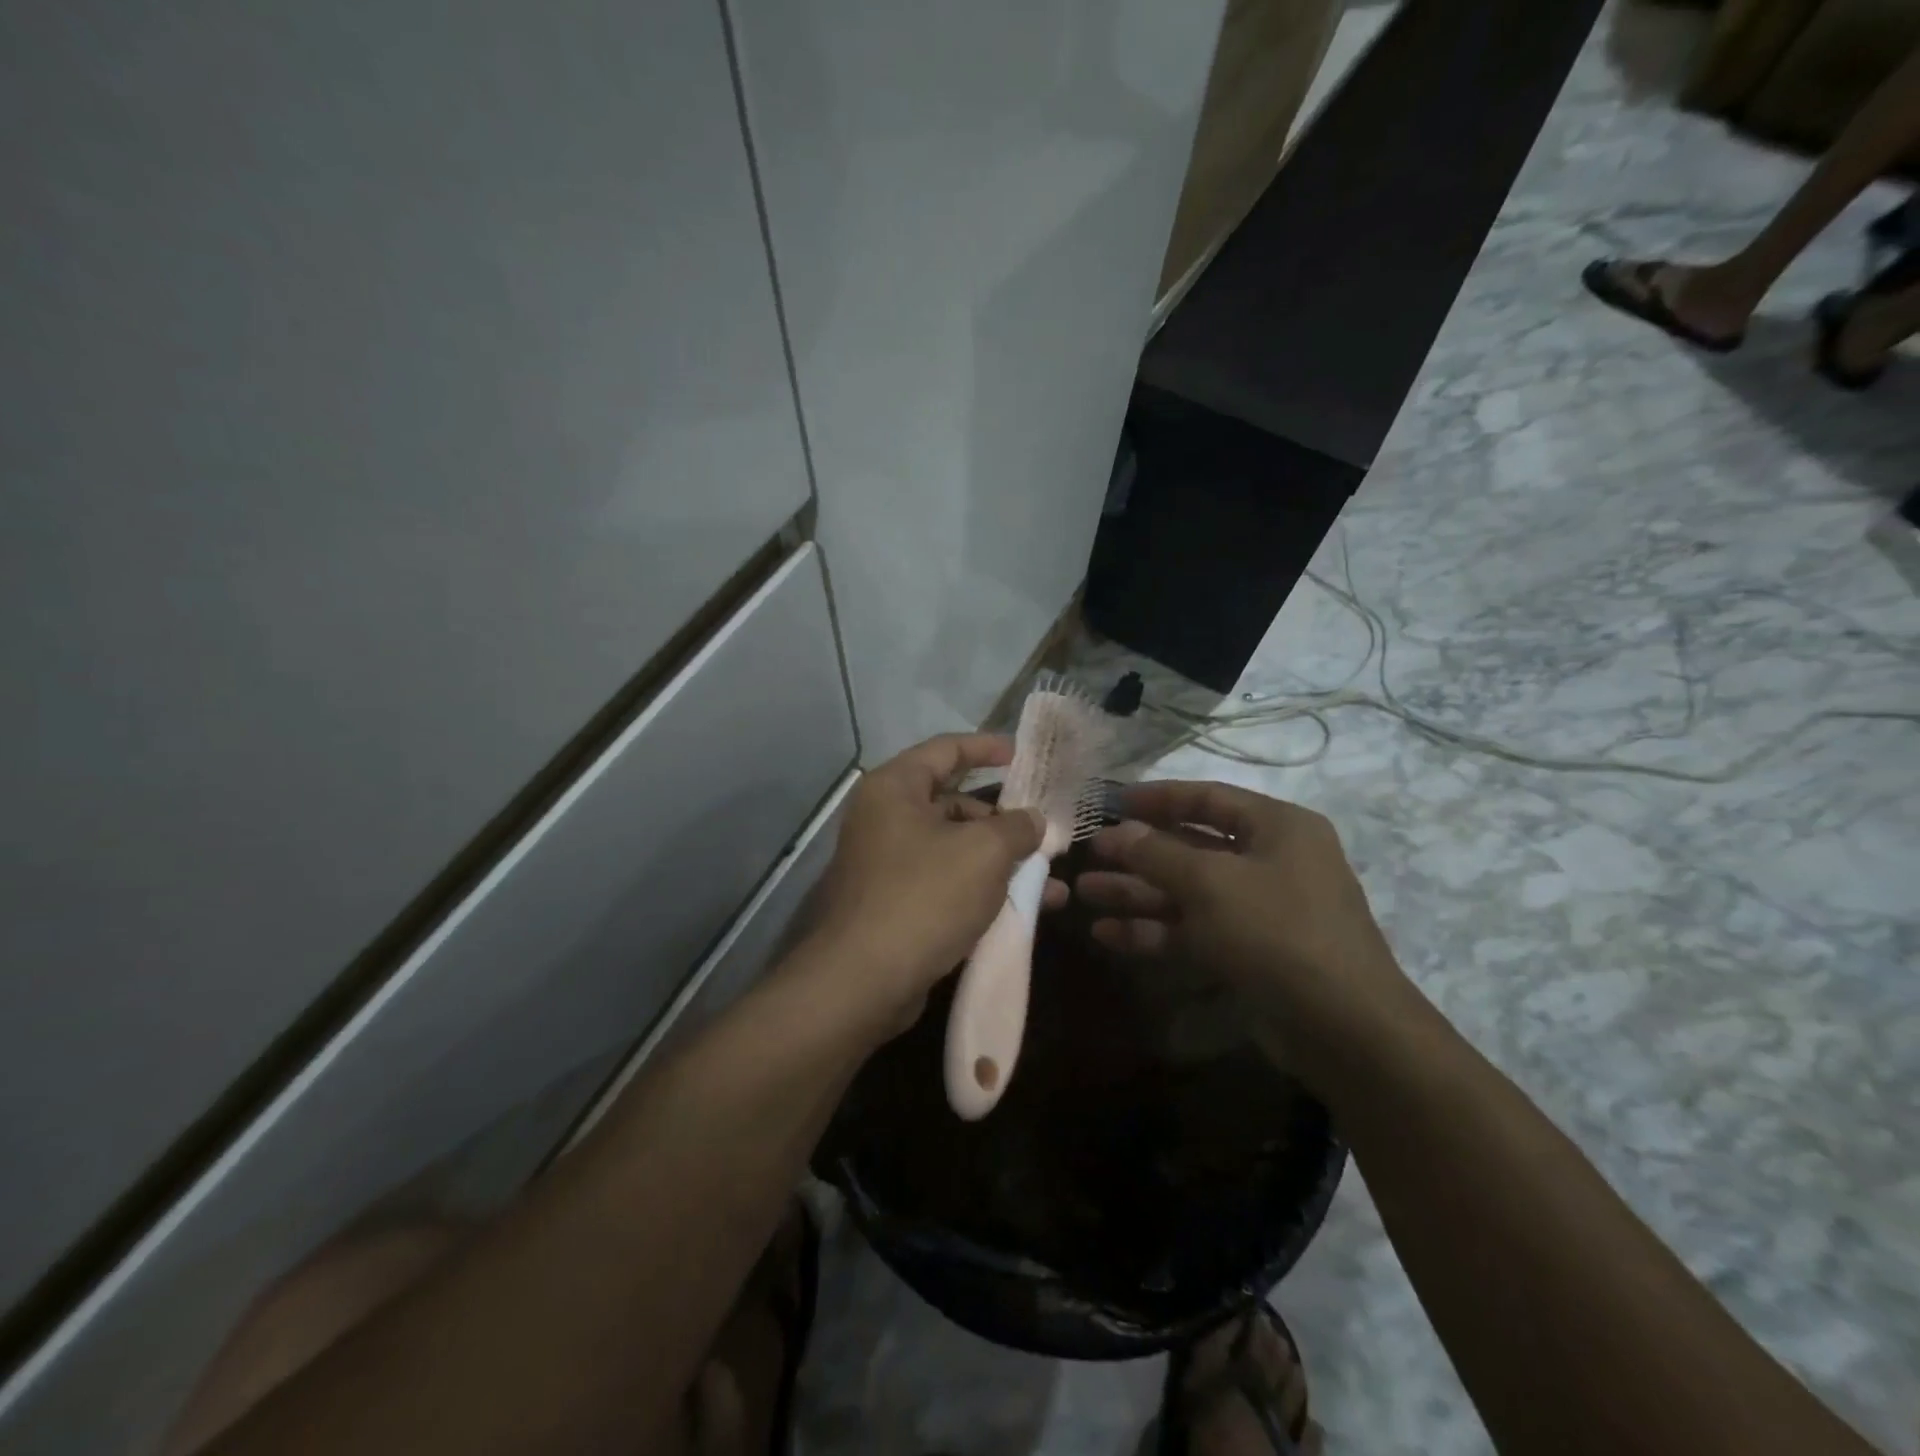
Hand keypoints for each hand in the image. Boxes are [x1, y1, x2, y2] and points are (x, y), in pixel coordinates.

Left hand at [799, 735, 1060, 1037]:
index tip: (1022, 755)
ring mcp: (887, 863)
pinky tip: (1023, 908)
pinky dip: (981, 888)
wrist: (863, 980)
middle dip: (1003, 819)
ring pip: (954, 848)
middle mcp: (885, 818)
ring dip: (1000, 860)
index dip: (987, 747)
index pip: (946, 749)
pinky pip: (946, 882)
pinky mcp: (894, 903)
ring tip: (1049, 881)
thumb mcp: (984, 852)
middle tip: (1043, 833)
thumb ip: (1016, 827)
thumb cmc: (924, 895)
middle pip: (953, 802)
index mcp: (896, 788)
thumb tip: (1032, 820)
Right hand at [1075, 780, 1426, 1085]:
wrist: (1344, 1028)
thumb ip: (1158, 853)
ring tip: (1085, 893)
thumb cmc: (1278, 931)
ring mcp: (1260, 910)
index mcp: (1277, 827)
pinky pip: (1194, 930)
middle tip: (1090, 855)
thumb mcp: (1211, 883)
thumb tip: (1119, 831)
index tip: (1110, 801)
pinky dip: (1154, 931)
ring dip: (1138, 893)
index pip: (1208, 797)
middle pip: (1192, 847)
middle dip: (1138, 853)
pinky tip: (1108, 935)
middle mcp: (1271, 861)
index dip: (1157, 797)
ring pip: (1187, 892)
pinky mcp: (1248, 952)